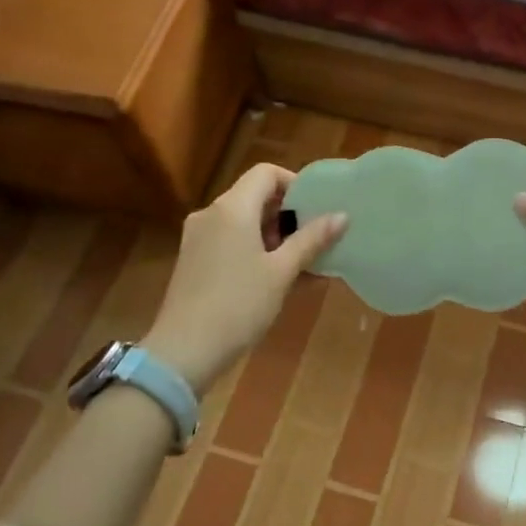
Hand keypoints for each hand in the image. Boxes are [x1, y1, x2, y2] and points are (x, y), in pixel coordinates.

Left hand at [141, 163, 345, 395]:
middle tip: (314, 238)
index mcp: (232, 208)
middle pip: (254, 196)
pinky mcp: (193, 260)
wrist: (184, 352)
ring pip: (242, 221)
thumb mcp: (282, 272)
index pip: (266, 173)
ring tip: (301, 262)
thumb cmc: (239, 304)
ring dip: (272, 235)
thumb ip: (312, 240)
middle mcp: (211, 214)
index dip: (294, 184)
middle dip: (287, 214)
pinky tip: (276, 277)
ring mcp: (198, 238)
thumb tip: (342, 215)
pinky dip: (254, 249)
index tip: (317, 209)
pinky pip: (230, 240)